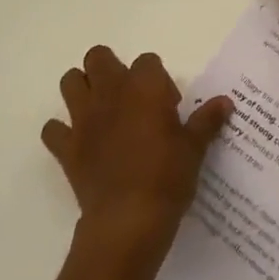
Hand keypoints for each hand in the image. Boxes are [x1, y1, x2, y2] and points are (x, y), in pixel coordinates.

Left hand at [42, 45, 233, 263]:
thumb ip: (206, 121)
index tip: (167, 106)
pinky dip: (61, 133)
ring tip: (100, 111)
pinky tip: (77, 144)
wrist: (128, 222)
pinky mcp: (67, 148)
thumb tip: (225, 101)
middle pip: (98, 57)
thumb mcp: (194, 148)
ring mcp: (84, 119)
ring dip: (81, 90)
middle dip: (109, 69)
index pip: (147, 61)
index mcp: (143, 87)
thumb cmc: (167, 178)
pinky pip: (52, 130)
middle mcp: (110, 92)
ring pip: (70, 82)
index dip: (157, 80)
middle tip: (128, 98)